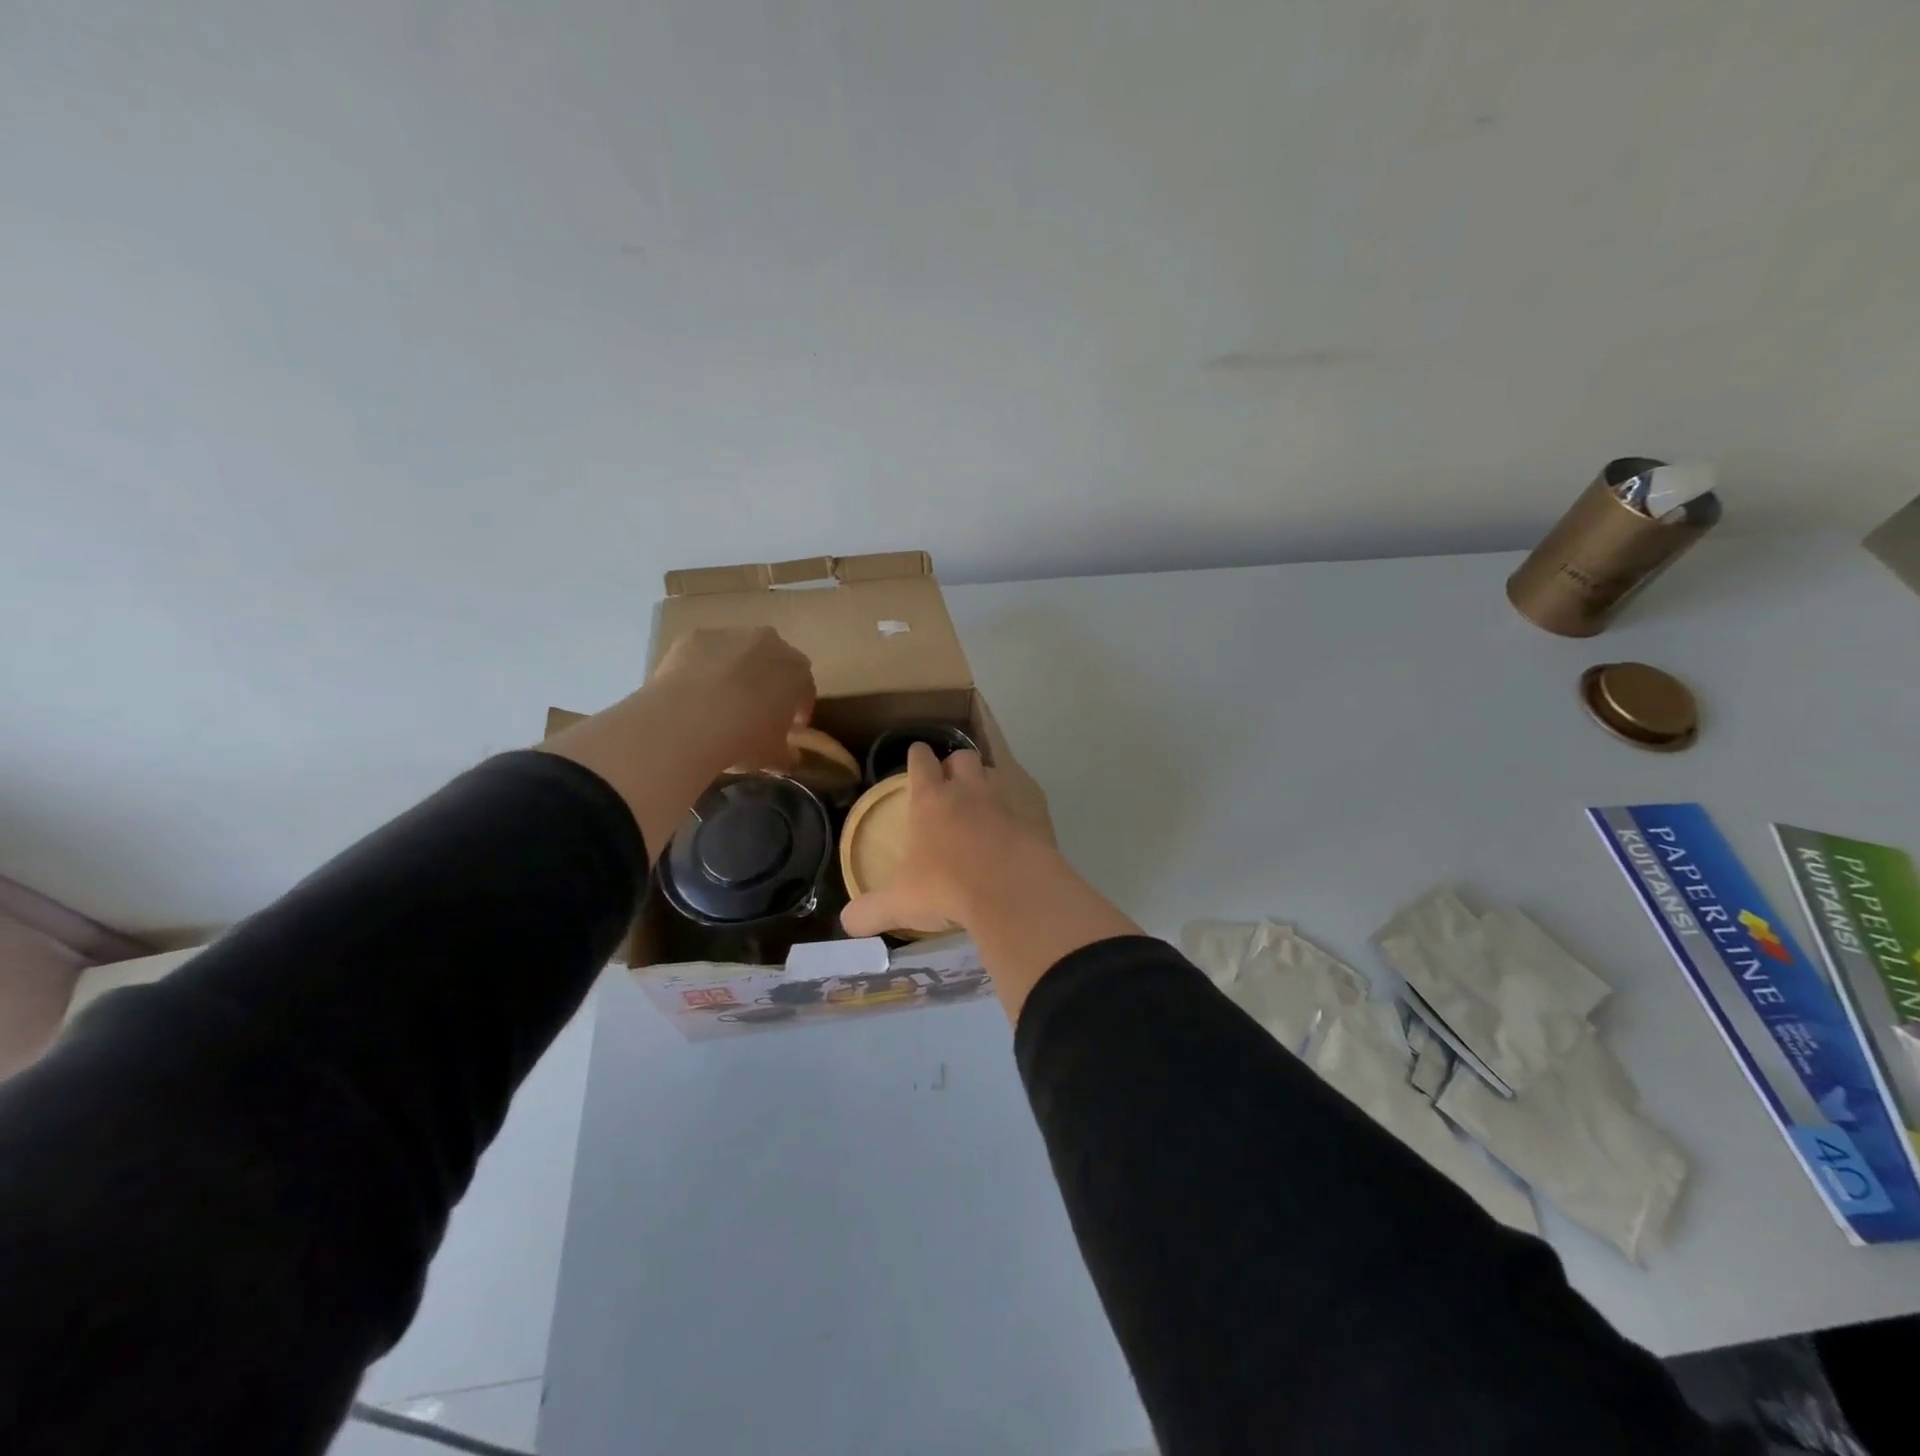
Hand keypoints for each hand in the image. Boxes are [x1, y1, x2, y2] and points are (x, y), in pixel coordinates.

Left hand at [648, 627, 815, 772]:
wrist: (684, 721)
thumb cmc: (742, 739)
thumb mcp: (772, 756)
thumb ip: (787, 754)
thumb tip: (790, 756)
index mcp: (797, 671)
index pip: (805, 689)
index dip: (799, 710)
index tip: (790, 729)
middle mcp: (769, 643)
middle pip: (774, 663)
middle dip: (769, 684)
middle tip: (757, 712)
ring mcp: (730, 635)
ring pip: (739, 653)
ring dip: (736, 672)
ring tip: (720, 702)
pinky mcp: (694, 637)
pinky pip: (706, 654)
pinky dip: (704, 668)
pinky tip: (693, 693)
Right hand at [842, 744, 1052, 937]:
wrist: (1012, 891)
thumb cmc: (947, 888)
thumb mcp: (900, 903)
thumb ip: (870, 911)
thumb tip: (846, 923)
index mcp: (930, 800)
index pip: (921, 761)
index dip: (917, 757)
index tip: (917, 757)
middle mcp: (967, 789)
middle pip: (961, 757)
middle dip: (955, 765)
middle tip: (952, 785)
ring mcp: (1005, 798)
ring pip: (994, 773)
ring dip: (988, 782)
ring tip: (984, 805)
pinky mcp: (1036, 814)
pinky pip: (1026, 799)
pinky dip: (1020, 808)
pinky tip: (1017, 828)